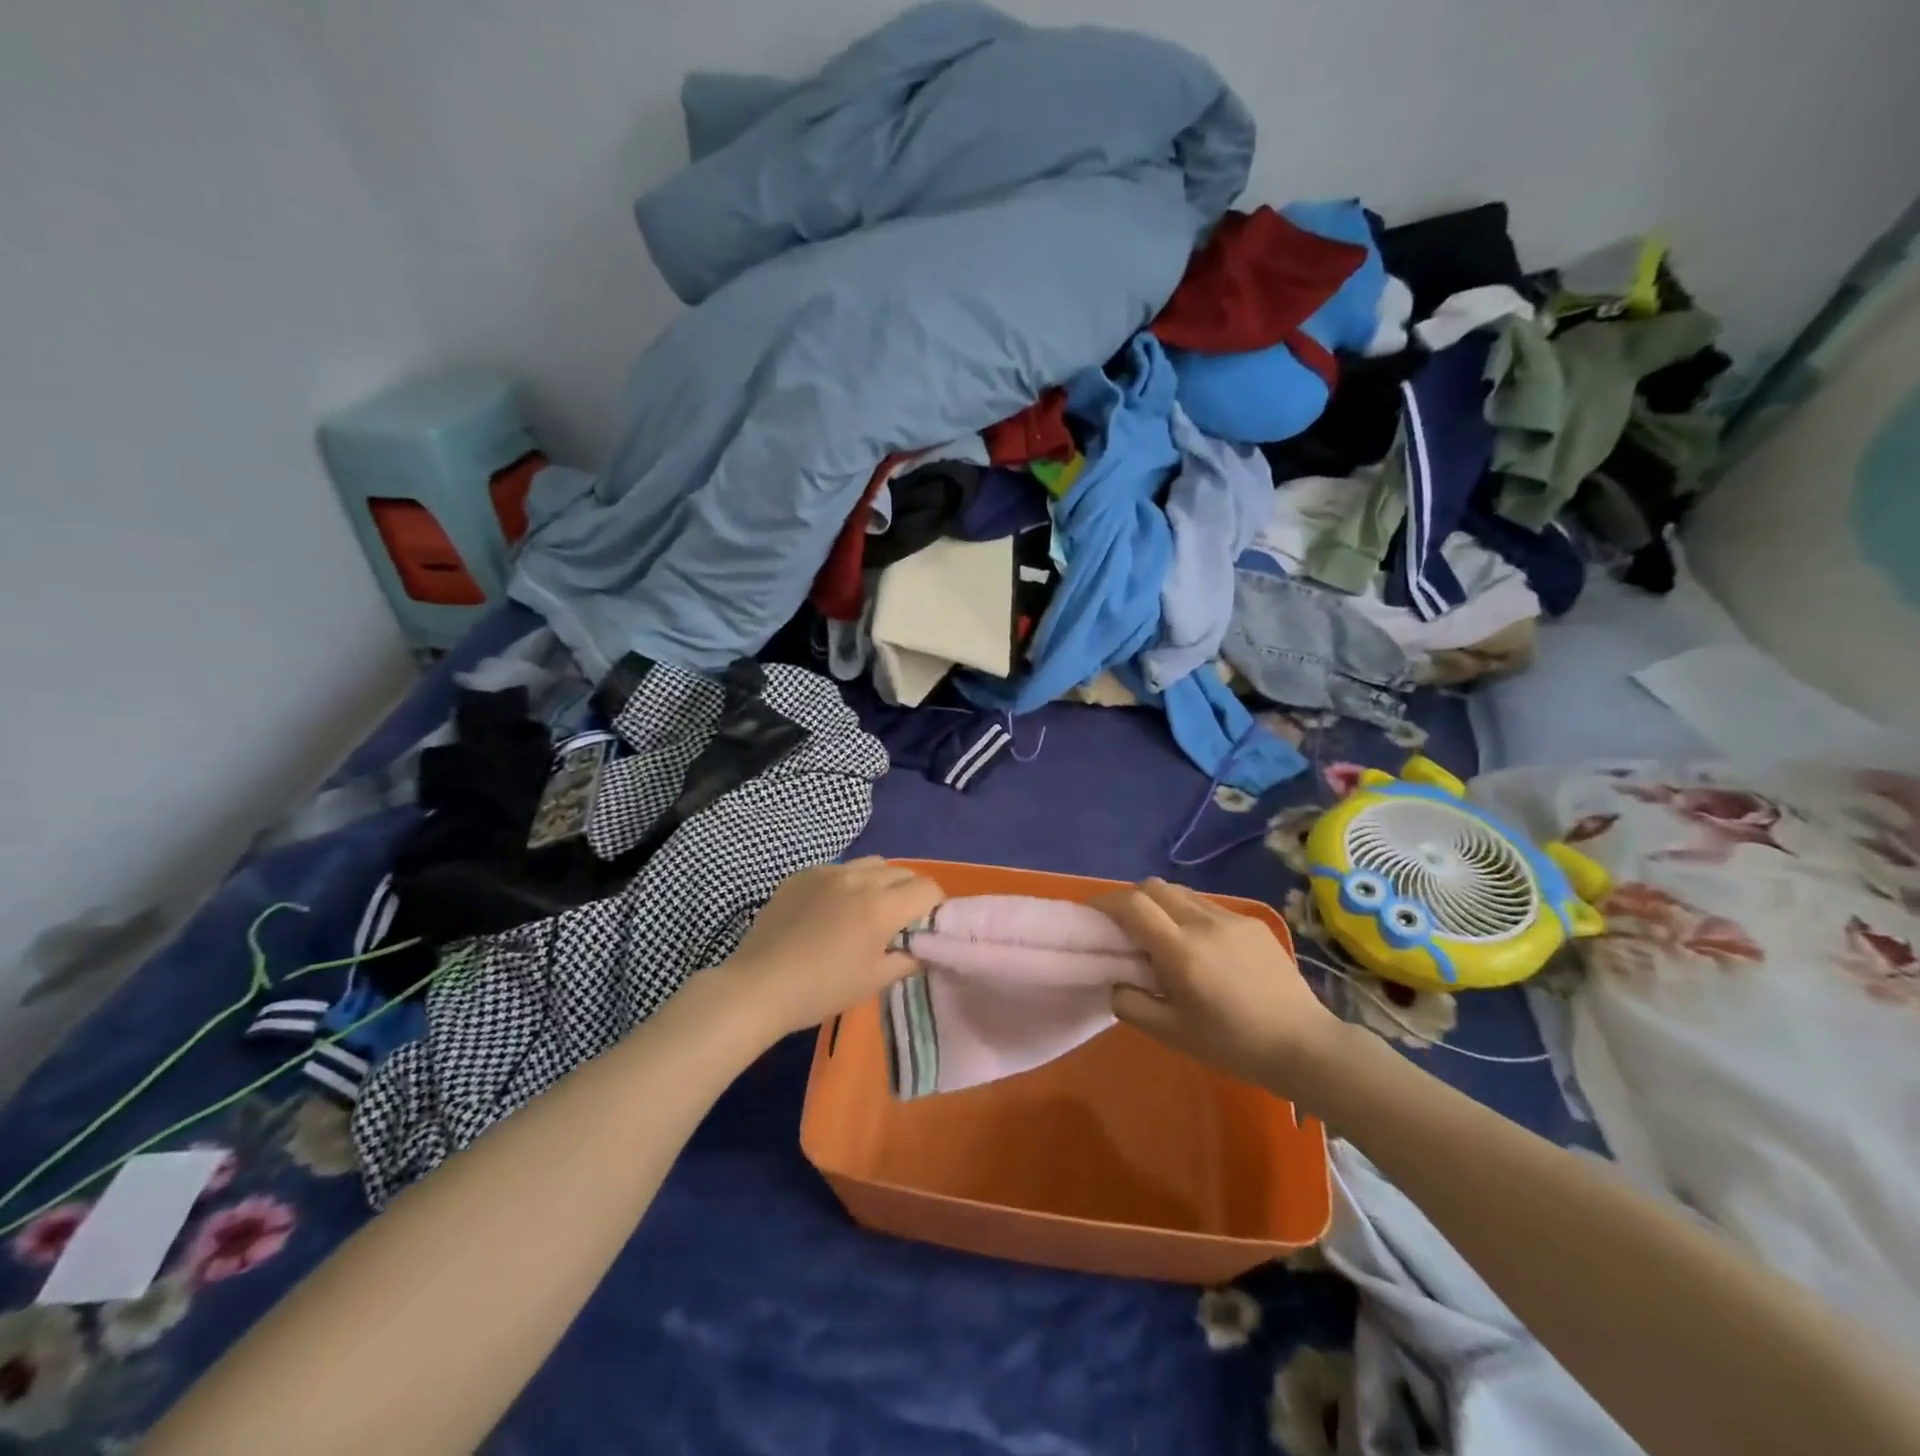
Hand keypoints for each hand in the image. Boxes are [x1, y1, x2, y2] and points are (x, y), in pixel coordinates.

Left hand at [721, 858, 945, 1042]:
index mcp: (880, 906)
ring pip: (871, 864)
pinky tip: (832, 909)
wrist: (758, 986)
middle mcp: (858, 879)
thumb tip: (922, 947)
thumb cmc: (821, 989)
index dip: (934, 905)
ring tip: (868, 909)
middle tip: (900, 921)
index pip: (926, 888)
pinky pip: (838, 868)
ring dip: (881, 882)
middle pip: (902, 871)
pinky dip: (848, 883)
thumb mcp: (874, 981)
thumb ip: (907, 959)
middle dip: (910, 892)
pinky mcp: (802, 874)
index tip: (925, 926)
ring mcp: (827, 872)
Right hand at [1094, 878, 1345, 1097]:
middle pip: (1154, 886)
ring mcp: (1232, 919)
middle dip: (1131, 899)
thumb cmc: (1233, 1045)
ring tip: (1161, 935)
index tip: (1092, 913)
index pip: (1133, 905)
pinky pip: (1208, 906)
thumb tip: (1115, 982)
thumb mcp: (1173, 1034)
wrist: (1304, 1045)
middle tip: (1124, 926)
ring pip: (1182, 893)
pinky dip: (1189, 914)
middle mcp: (1204, 923)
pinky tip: (1199, 946)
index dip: (1106, 901)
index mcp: (1182, 951)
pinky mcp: (1253, 923)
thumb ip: (1133, 1004)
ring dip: (1161, 904)